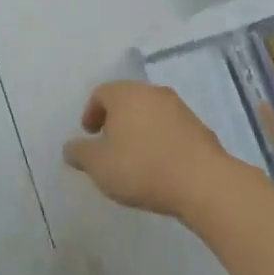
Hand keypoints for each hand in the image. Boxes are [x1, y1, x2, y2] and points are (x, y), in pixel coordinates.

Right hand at [63, 82, 238, 218]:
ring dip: (139, 129)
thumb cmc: (141, 168)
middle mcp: (152, 92)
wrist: (202, 182)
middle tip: (109, 145)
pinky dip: (160, 139)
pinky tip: (160, 164)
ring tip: (135, 157)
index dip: (91, 113)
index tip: (90, 135)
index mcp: (126, 94)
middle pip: (127, 99)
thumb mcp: (99, 165)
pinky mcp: (199, 127)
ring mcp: (179, 108)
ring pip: (150, 112)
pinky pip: (170, 127)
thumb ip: (80, 153)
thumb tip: (71, 148)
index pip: (101, 93)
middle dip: (115, 120)